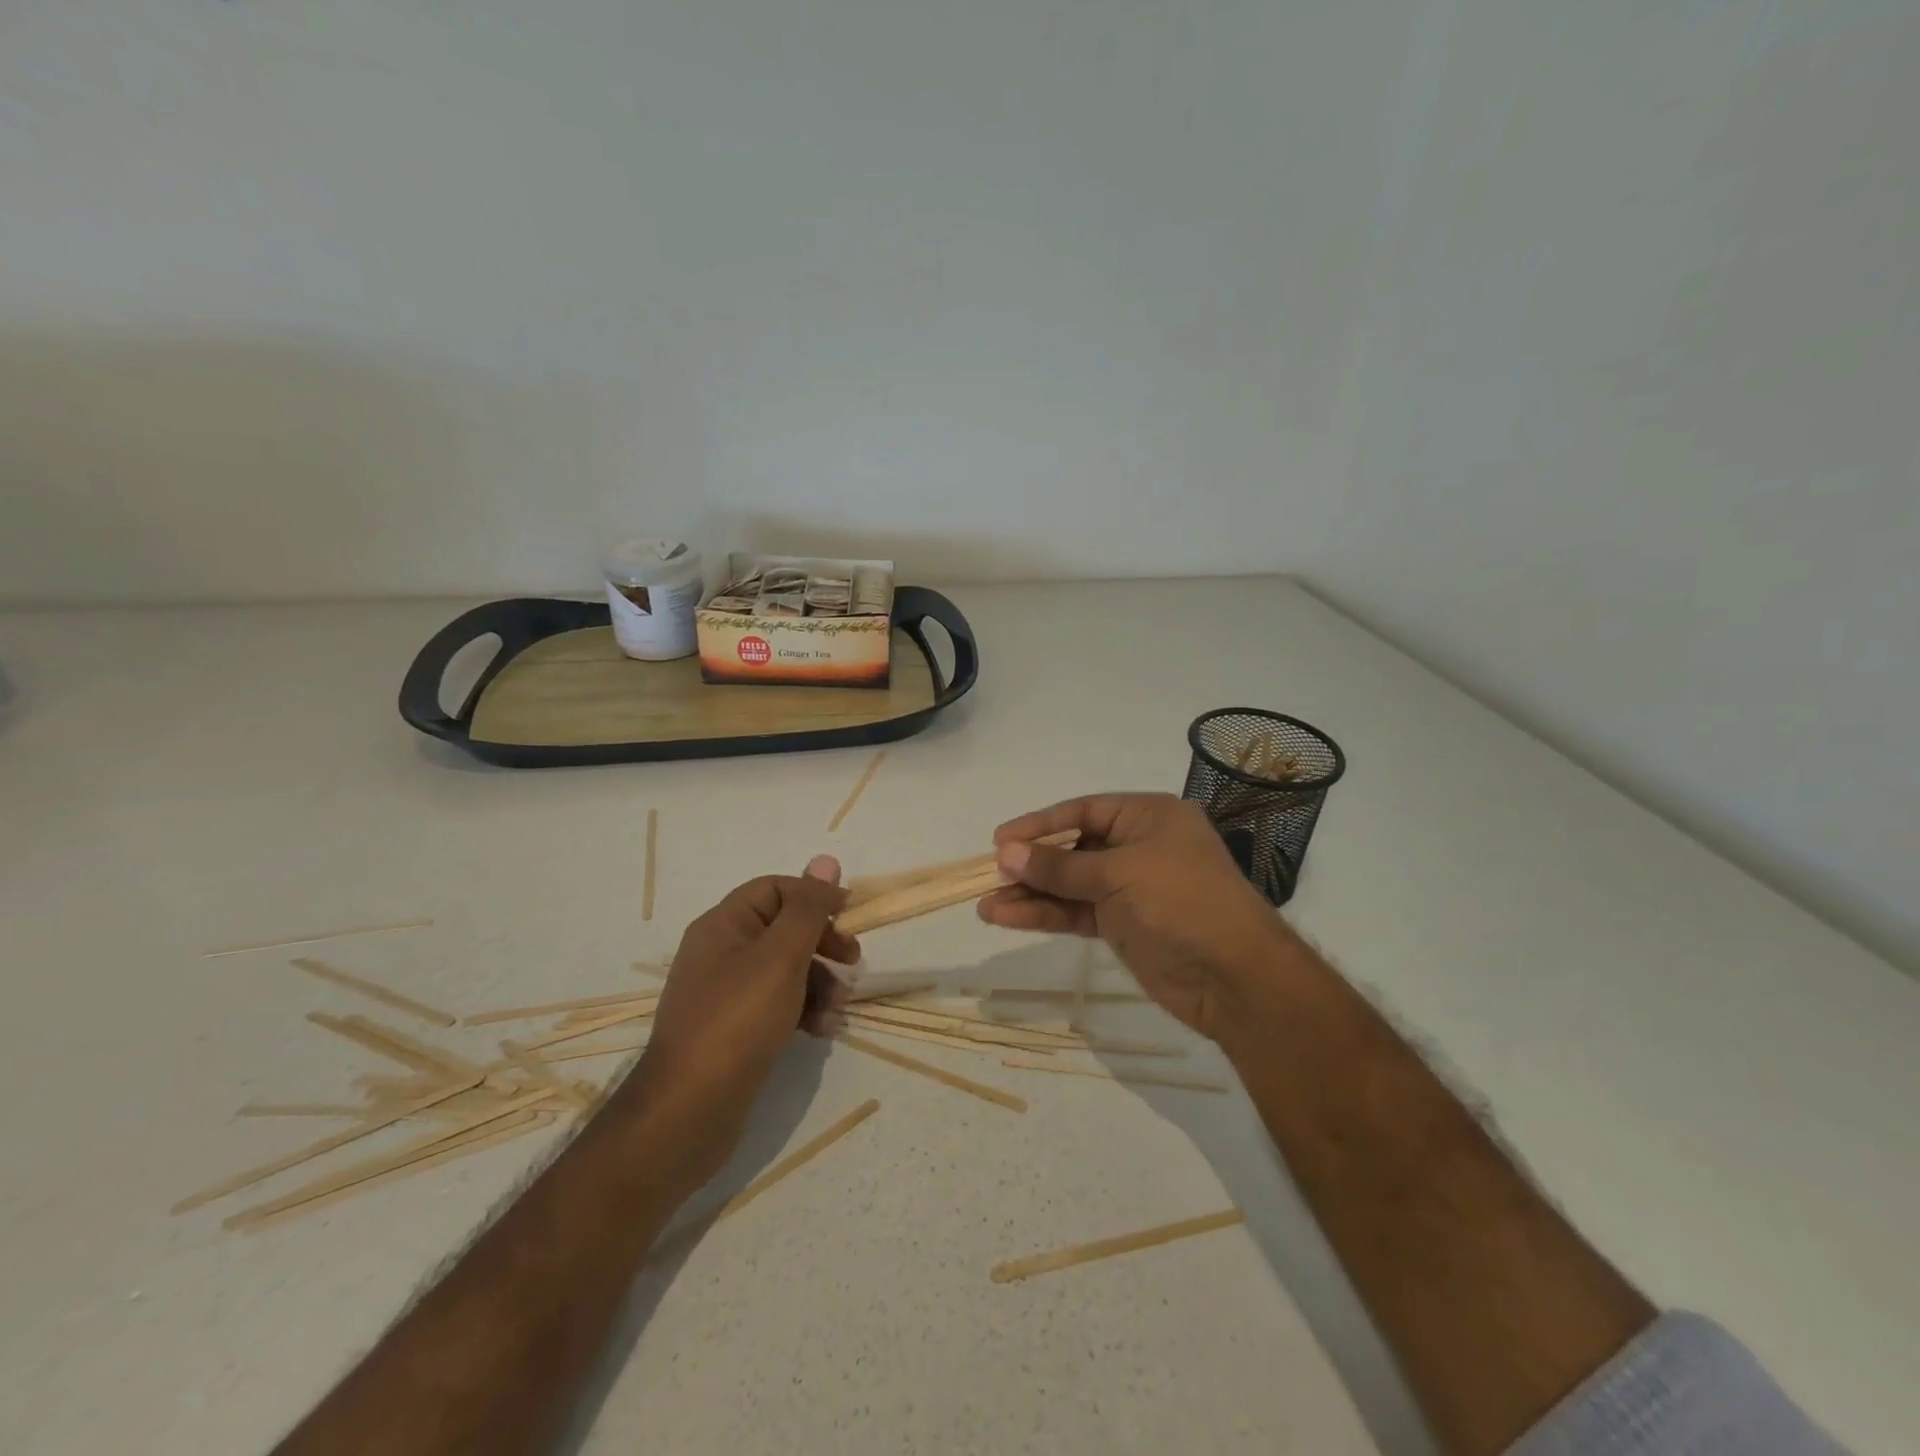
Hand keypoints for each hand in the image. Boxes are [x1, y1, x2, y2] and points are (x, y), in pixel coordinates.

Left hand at [625, 857, 859, 1184]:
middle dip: (822, 943)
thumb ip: (807, 909)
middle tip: (854, 960)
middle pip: (783, 929)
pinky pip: (777, 1005)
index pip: (774, 889)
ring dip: (819, 981)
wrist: (687, 1112)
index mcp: (723, 926)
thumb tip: (825, 860)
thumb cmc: (737, 1021)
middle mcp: (720, 953)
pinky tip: (823, 1030)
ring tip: (840, 1006)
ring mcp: (725, 994)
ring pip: (784, 969)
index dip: (814, 896)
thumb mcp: (780, 957)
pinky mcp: (734, 1030)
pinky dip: (803, 1010)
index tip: (850, 915)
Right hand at [977, 793, 1294, 1044]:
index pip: (1085, 810)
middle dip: (1033, 863)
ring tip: (985, 904)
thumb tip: (1006, 853)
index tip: (1001, 839)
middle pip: (1074, 848)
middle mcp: (1139, 847)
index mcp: (1149, 817)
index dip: (1041, 824)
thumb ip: (1059, 867)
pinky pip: (1076, 913)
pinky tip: (1006, 918)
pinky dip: (1044, 915)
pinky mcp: (1123, 925)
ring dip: (1030, 894)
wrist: (1234, 978)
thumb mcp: (1117, 874)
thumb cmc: (1180, 902)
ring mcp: (1131, 889)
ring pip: (1070, 885)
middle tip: (990, 874)